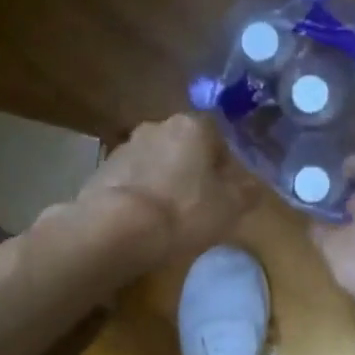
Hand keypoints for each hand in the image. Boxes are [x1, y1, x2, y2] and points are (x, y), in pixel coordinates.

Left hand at [72, 113, 259, 267]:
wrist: (116, 228)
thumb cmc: (184, 211)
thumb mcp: (230, 207)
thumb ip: (247, 192)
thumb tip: (252, 186)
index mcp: (192, 126)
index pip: (217, 136)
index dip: (224, 165)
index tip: (225, 191)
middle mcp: (157, 126)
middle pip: (184, 147)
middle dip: (192, 170)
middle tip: (200, 204)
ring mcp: (125, 147)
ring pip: (156, 162)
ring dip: (164, 182)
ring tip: (169, 217)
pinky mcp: (102, 172)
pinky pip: (132, 181)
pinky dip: (141, 195)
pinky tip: (144, 223)